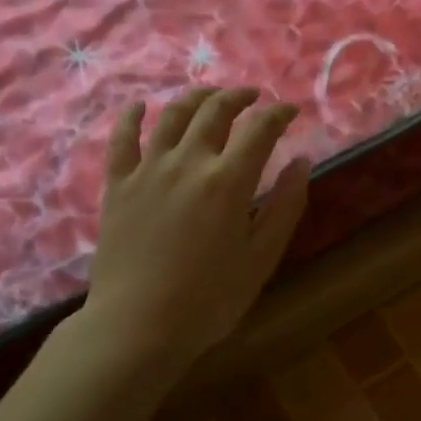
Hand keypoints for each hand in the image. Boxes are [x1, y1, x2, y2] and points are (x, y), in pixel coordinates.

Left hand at [69, 87, 309, 377]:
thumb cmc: (210, 299)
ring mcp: (148, 170)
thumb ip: (285, 206)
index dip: (278, 113)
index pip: (259, 129)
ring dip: (196, 97)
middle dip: (239, 97)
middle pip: (215, 111)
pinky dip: (132, 116)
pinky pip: (122, 139)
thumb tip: (302, 161)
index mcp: (228, 181)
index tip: (290, 112)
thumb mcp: (262, 257)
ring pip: (172, 115)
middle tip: (253, 97)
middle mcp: (188, 163)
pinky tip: (140, 106)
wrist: (138, 325)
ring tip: (210, 95)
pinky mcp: (117, 185)